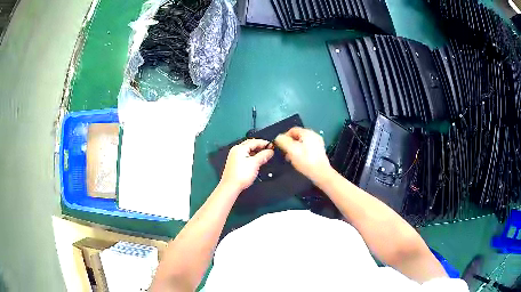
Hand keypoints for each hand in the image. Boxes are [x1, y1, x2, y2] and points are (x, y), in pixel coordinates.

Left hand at [220, 139, 273, 191]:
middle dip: (260, 147)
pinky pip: (245, 156)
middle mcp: (236, 151)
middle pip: (251, 145)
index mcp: (240, 148)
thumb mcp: (255, 163)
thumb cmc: (240, 175)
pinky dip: (252, 157)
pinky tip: (257, 162)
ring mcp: (235, 157)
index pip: (254, 141)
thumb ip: (263, 156)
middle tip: (269, 150)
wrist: (231, 186)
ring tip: (265, 156)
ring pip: (248, 151)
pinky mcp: (235, 163)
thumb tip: (270, 151)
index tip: (272, 146)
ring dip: (257, 152)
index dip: (264, 143)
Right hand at [275, 127, 331, 182]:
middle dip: (289, 144)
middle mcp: (314, 136)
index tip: (280, 145)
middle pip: (297, 137)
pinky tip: (299, 161)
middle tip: (285, 153)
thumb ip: (283, 141)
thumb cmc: (307, 162)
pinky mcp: (319, 152)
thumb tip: (278, 137)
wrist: (320, 174)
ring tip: (291, 158)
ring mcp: (317, 144)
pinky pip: (307, 149)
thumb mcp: (291, 150)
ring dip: (295, 150)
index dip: (284, 137)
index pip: (292, 130)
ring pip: (302, 143)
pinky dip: (301, 153)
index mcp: (307, 133)